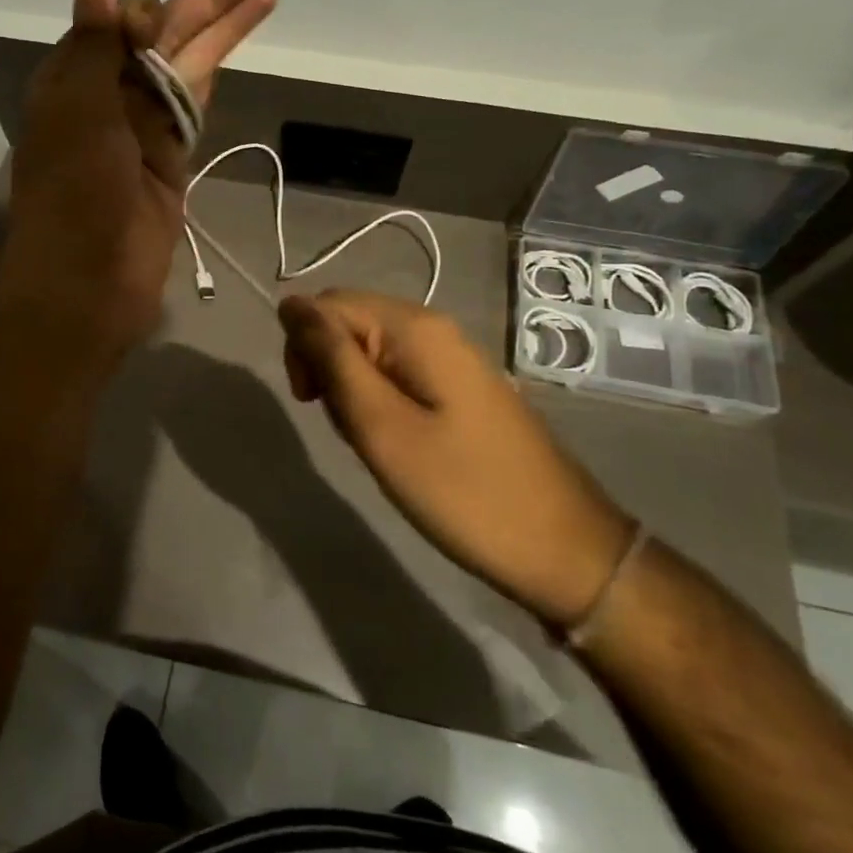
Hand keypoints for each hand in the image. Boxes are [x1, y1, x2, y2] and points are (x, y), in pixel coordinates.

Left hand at [1, 0, 277, 357]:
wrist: (88, 285)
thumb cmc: (74, 197)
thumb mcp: (78, 115)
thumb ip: (95, 50)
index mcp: (71, 80)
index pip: (116, 24)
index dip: (145, 14)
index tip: (154, 28)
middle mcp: (106, 97)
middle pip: (163, 38)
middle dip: (207, 2)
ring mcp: (141, 129)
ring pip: (186, 68)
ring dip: (222, 32)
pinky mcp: (169, 159)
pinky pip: (192, 106)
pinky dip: (213, 76)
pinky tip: (232, 46)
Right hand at [277, 289, 633, 628]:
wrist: (563, 548)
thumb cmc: (462, 491)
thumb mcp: (381, 426)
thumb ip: (331, 359)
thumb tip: (289, 304)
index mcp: (414, 328)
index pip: (327, 304)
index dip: (304, 347)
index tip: (312, 403)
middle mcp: (433, 328)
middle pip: (348, 322)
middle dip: (328, 368)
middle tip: (348, 429)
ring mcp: (450, 357)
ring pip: (369, 351)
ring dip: (352, 391)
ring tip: (374, 442)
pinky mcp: (459, 386)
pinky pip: (398, 373)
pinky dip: (380, 402)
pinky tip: (396, 442)